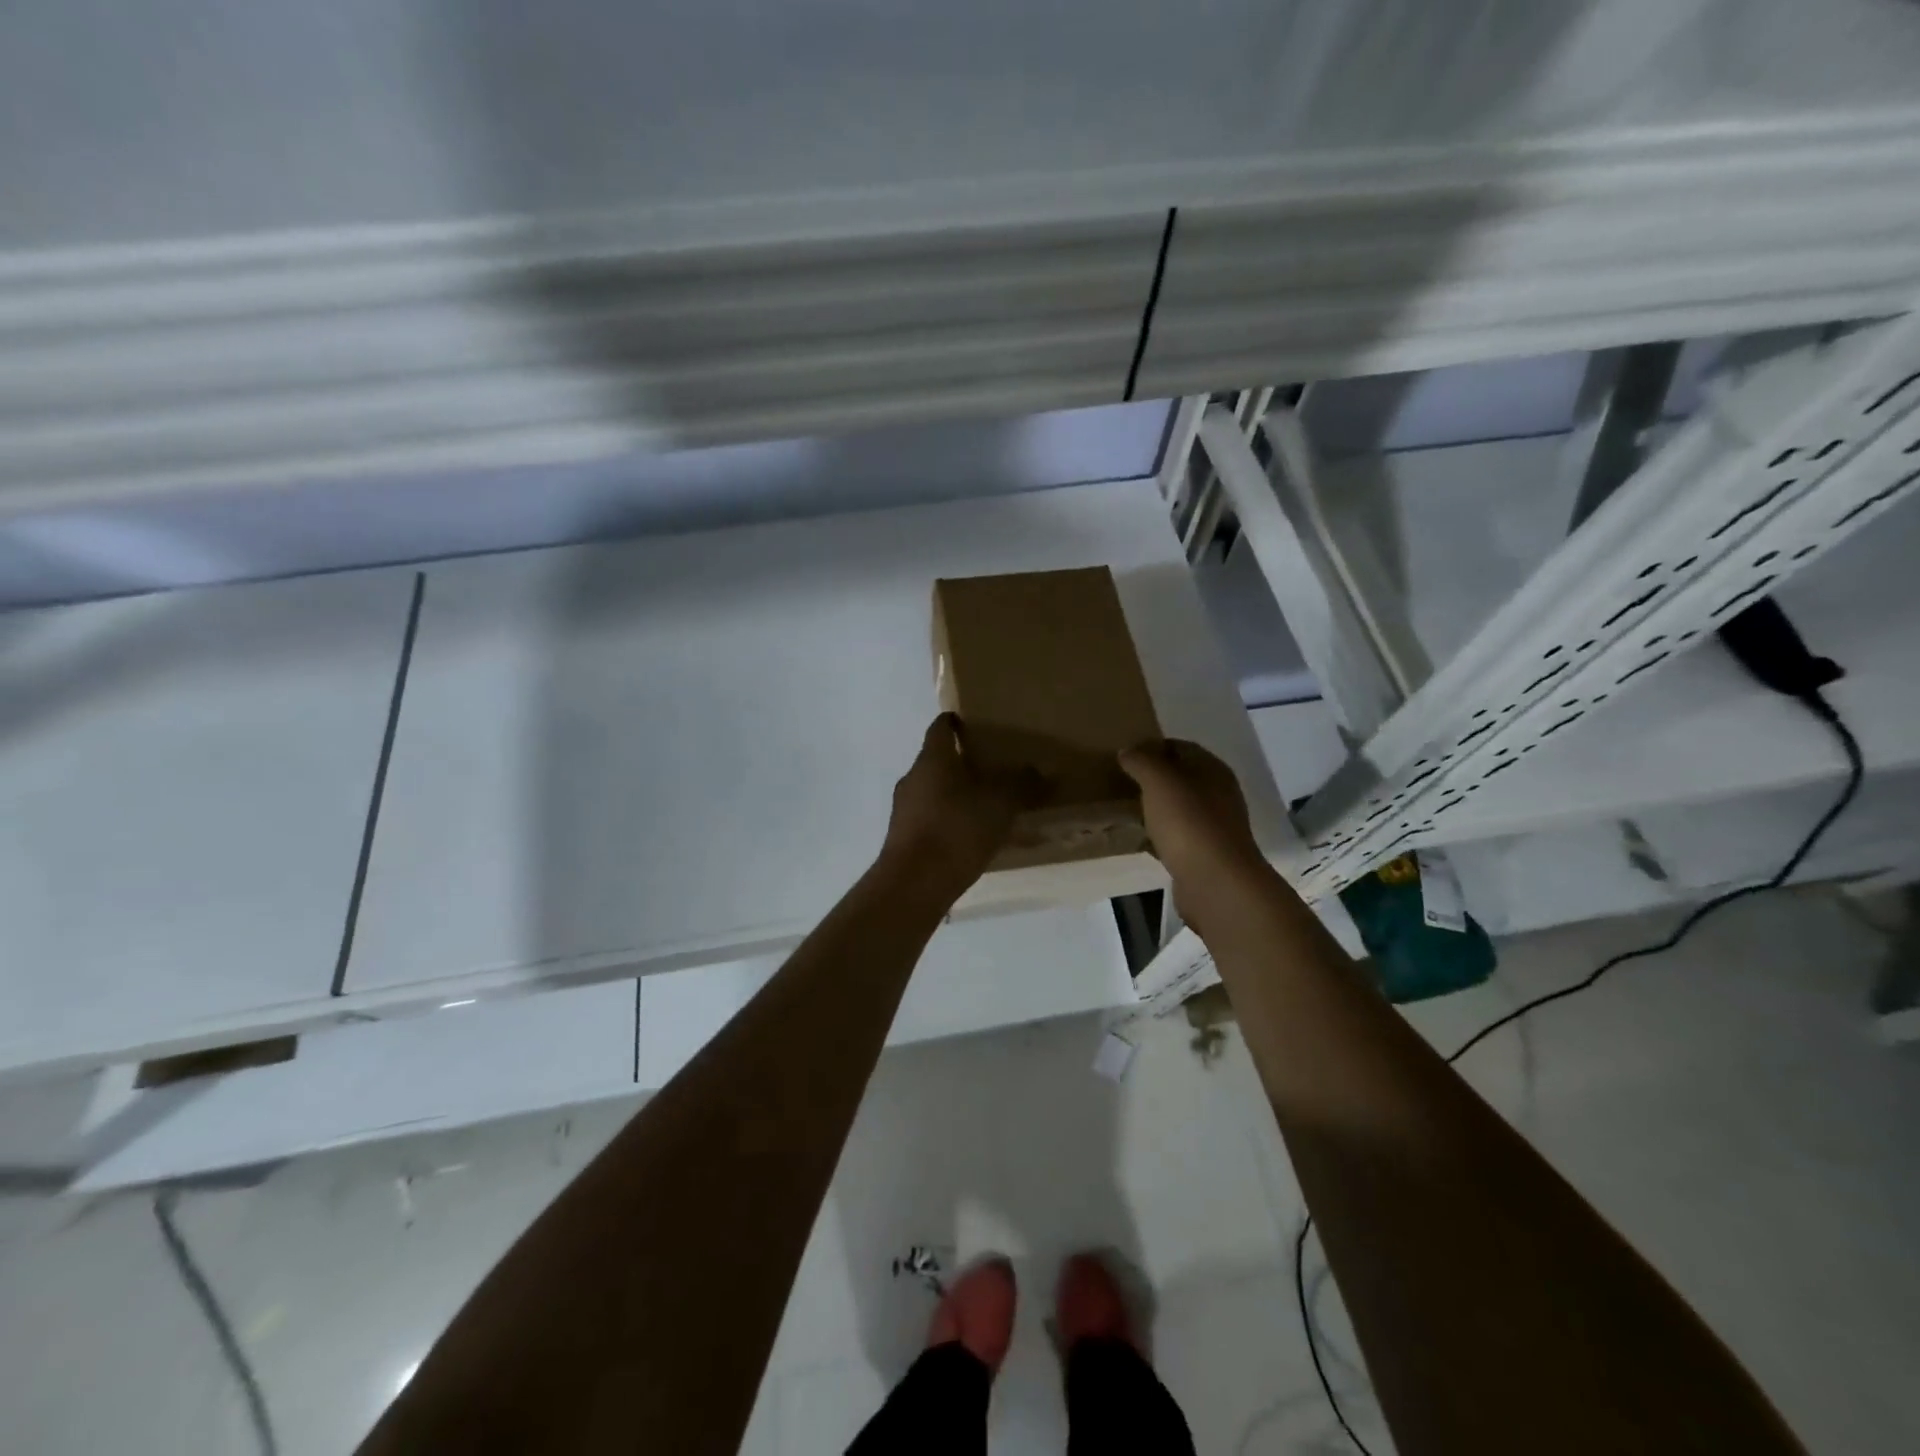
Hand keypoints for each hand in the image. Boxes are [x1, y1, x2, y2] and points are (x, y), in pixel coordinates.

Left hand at [879, 714, 1035, 901]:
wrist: (914, 884)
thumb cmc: (956, 830)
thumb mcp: (1000, 804)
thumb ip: (1021, 784)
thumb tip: (1039, 771)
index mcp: (932, 759)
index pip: (940, 727)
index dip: (956, 722)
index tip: (975, 723)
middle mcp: (913, 778)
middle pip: (938, 761)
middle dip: (963, 763)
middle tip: (994, 767)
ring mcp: (904, 810)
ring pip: (935, 792)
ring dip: (958, 795)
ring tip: (988, 806)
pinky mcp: (904, 839)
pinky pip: (932, 820)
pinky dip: (952, 822)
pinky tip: (973, 838)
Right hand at [1119, 739, 1270, 919]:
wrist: (1216, 883)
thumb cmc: (1188, 823)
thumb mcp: (1159, 780)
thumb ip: (1141, 760)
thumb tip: (1128, 751)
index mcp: (1212, 769)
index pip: (1179, 747)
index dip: (1151, 747)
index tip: (1123, 757)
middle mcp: (1217, 794)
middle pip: (1180, 777)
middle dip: (1151, 778)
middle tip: (1119, 782)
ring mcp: (1213, 826)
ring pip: (1177, 808)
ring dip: (1154, 807)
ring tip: (1124, 809)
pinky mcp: (1204, 854)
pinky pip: (1176, 836)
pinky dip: (1158, 835)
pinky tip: (1138, 840)